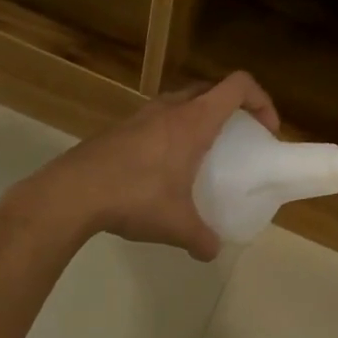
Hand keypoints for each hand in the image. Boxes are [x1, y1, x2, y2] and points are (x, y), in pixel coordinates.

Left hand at [14, 72, 280, 260]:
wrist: (71, 193)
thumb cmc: (134, 198)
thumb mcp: (176, 225)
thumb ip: (201, 238)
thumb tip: (212, 251)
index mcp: (193, 121)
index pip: (238, 86)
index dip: (261, 100)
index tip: (267, 129)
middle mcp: (170, 108)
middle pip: (212, 88)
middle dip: (233, 107)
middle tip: (239, 137)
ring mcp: (142, 114)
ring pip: (182, 101)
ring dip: (200, 116)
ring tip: (202, 152)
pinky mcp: (121, 127)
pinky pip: (159, 117)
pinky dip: (173, 130)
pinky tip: (164, 167)